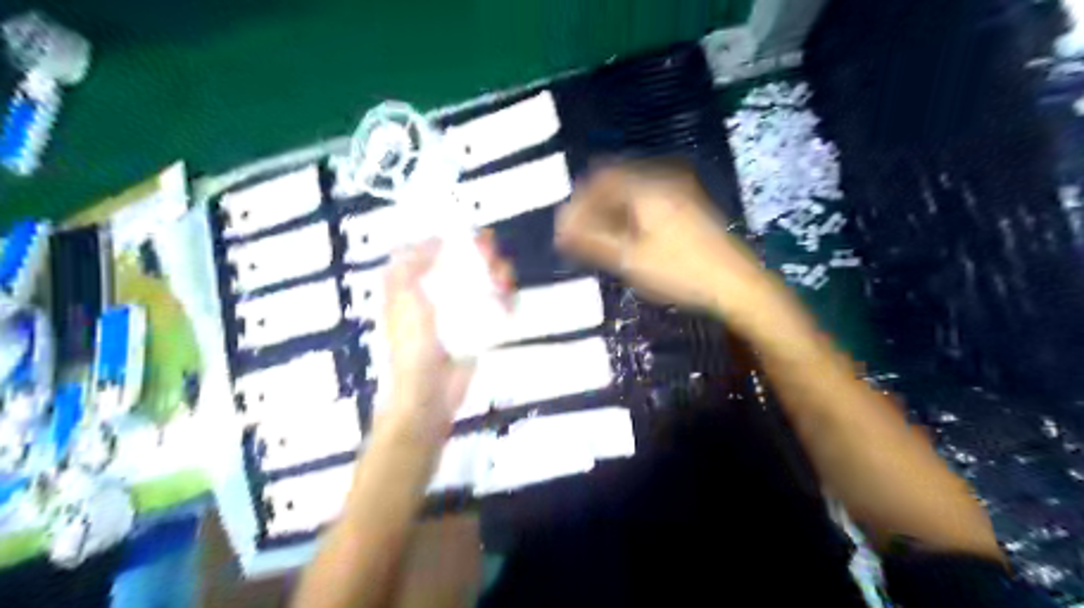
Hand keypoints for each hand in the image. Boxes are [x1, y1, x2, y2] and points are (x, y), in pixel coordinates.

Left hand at [381, 231, 515, 437]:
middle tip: (491, 253)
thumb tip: (431, 241)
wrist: (429, 393)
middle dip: (479, 256)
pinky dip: (505, 302)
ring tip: (504, 278)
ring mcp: (459, 315)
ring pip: (482, 285)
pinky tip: (510, 300)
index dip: (447, 240)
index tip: (467, 233)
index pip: (430, 254)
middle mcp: (436, 297)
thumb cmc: (411, 346)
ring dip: (496, 277)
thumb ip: (410, 268)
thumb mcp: (403, 302)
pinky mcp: (477, 331)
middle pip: (462, 266)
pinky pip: (495, 310)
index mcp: (412, 289)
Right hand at [559, 161, 770, 317]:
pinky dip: (630, 216)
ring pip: (632, 193)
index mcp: (647, 186)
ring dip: (610, 212)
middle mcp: (664, 179)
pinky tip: (626, 239)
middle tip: (578, 237)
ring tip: (598, 241)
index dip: (578, 202)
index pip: (600, 180)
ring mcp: (680, 191)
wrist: (737, 284)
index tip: (565, 229)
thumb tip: (560, 230)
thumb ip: (592, 241)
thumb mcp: (630, 260)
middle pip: (616, 182)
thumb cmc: (680, 271)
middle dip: (593, 207)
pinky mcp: (689, 206)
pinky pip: (648, 201)